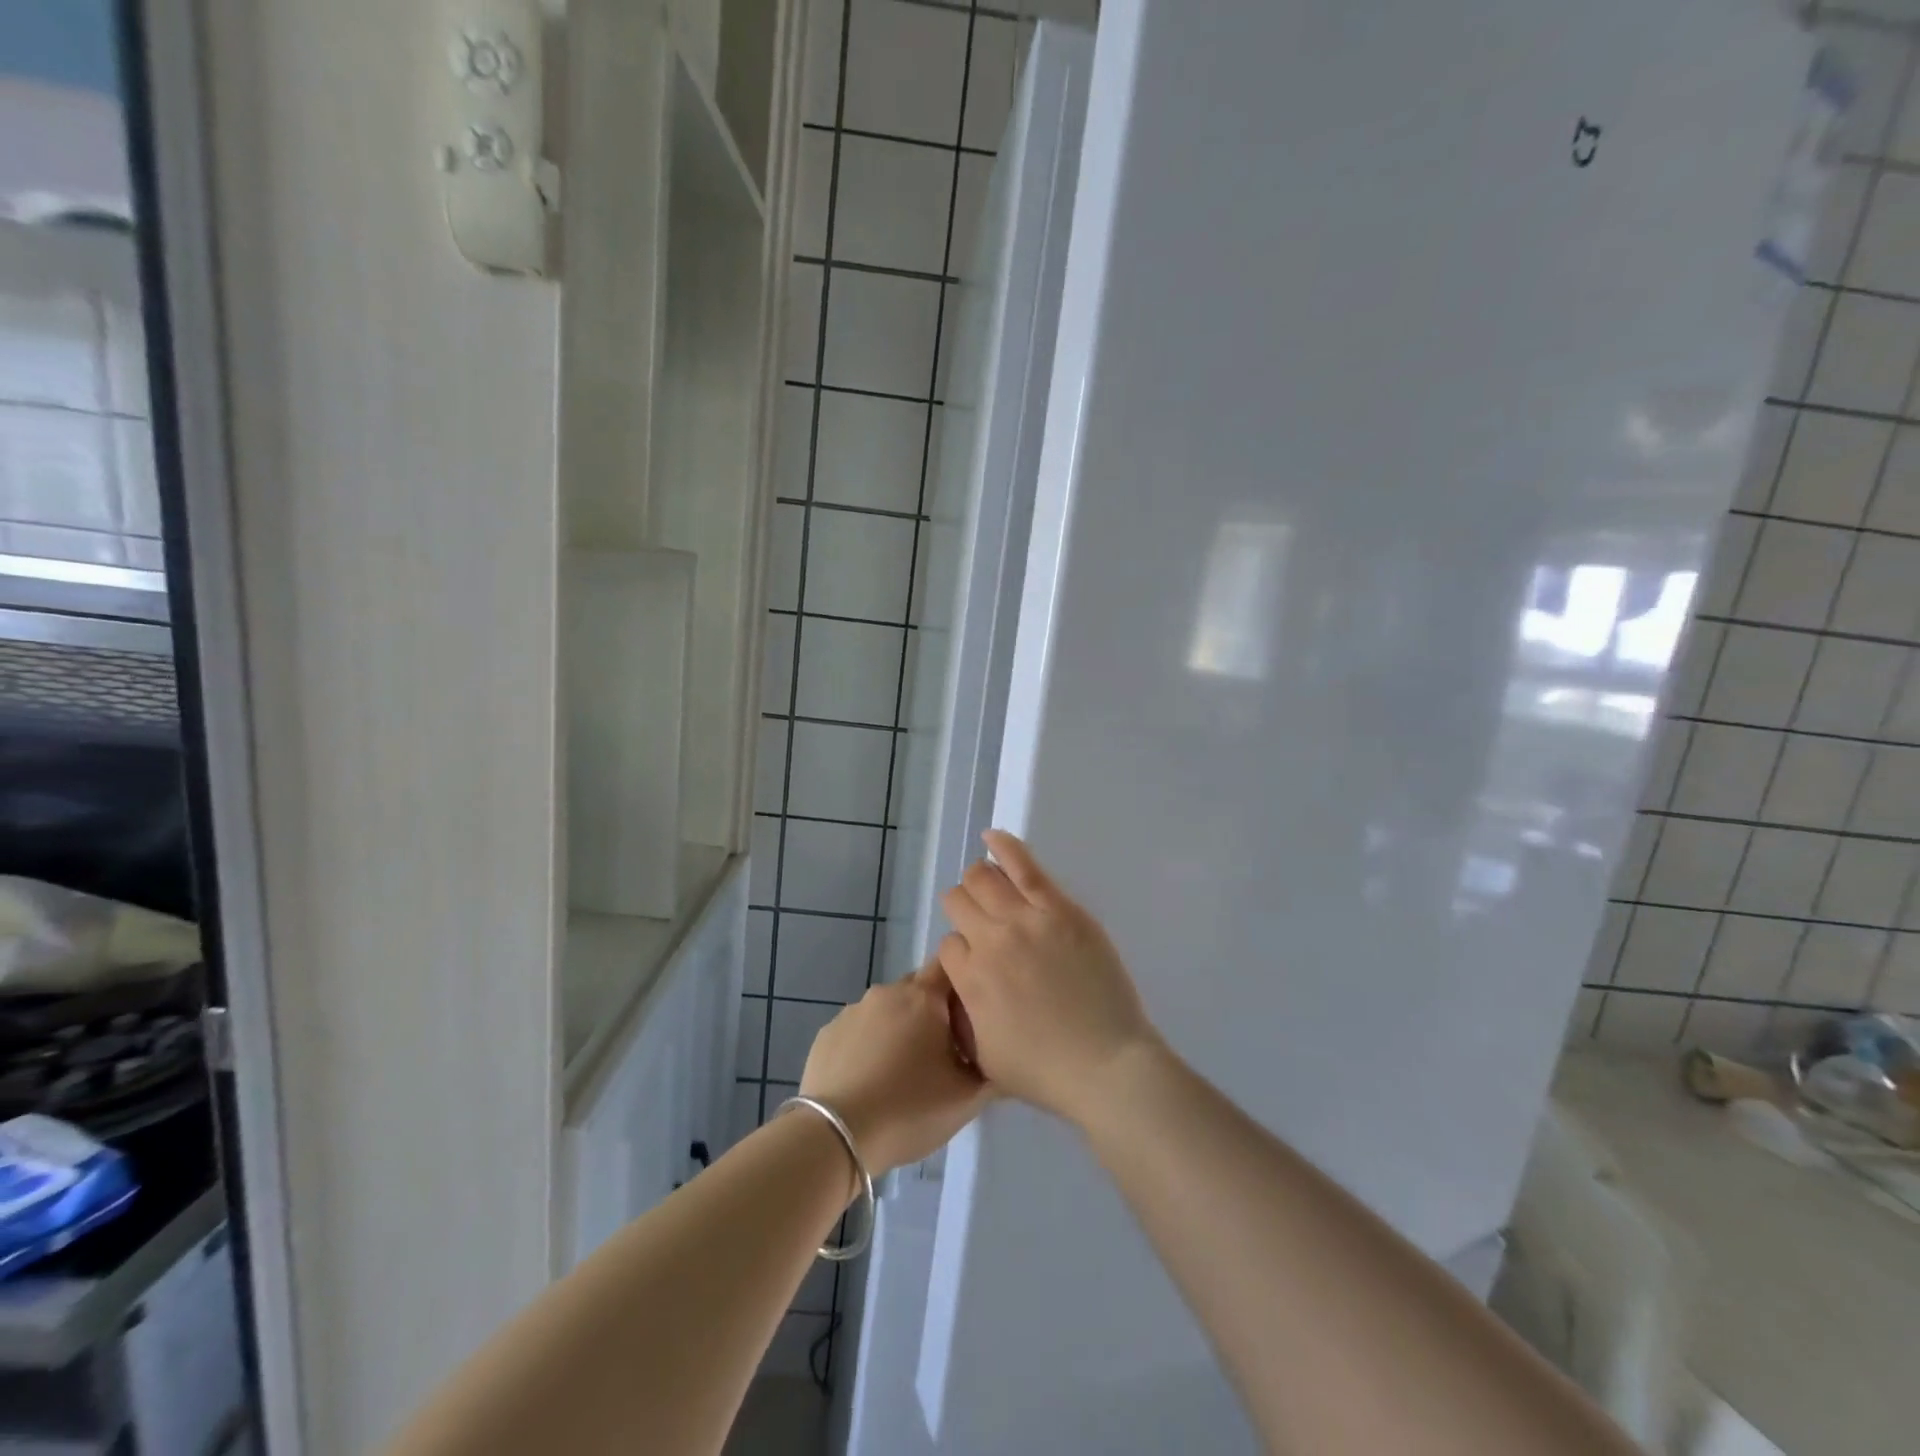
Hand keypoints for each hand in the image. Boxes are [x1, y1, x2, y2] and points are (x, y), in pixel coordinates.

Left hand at [799, 965, 990, 1181]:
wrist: (836, 1136)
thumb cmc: (909, 1109)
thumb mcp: (967, 1098)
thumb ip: (991, 1069)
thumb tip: (997, 1055)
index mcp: (923, 997)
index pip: (950, 963)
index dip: (964, 981)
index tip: (972, 1010)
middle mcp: (886, 992)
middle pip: (919, 987)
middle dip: (933, 1011)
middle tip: (943, 1051)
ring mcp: (852, 1011)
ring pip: (887, 1010)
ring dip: (899, 1029)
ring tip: (903, 1072)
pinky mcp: (827, 1033)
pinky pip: (859, 1030)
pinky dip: (869, 1045)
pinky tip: (870, 1080)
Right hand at [938, 830, 1162, 1129]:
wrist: (1106, 1065)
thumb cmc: (1046, 1072)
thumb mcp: (985, 1056)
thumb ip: (965, 1015)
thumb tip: (961, 985)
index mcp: (969, 980)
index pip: (949, 945)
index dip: (961, 952)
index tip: (979, 962)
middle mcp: (989, 941)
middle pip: (959, 902)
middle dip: (963, 909)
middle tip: (982, 922)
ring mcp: (1026, 920)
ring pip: (983, 878)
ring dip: (978, 879)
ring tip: (986, 882)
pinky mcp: (1059, 908)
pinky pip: (1024, 865)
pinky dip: (1004, 845)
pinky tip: (992, 836)